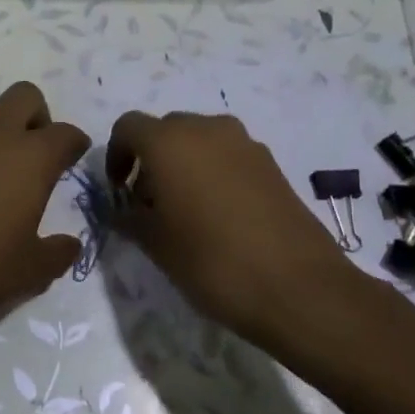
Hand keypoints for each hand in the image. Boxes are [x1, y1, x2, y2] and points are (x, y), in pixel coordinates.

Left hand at [0, 82, 87, 339]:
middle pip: (26, 96)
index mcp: (30, 157)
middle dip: (39, 118)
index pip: (65, 133)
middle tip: (38, 158)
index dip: (75, 145)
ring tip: (2, 178)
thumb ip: (56, 254)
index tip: (75, 159)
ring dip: (4, 131)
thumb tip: (70, 243)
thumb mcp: (26, 273)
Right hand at [106, 110, 347, 344]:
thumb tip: (122, 209)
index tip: (119, 191)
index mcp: (169, 141)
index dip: (116, 154)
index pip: (128, 127)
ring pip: (200, 140)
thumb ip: (129, 218)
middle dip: (151, 159)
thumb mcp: (156, 245)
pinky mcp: (270, 162)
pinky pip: (228, 155)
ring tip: (186, 211)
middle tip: (150, 204)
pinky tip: (221, 216)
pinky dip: (214, 172)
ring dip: (184, 164)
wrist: (298, 286)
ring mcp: (243, 143)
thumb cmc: (212, 261)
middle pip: (166, 129)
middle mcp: (206, 129)